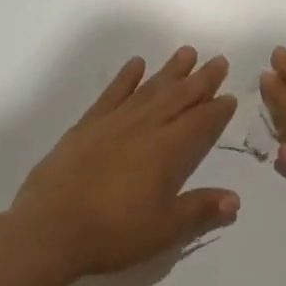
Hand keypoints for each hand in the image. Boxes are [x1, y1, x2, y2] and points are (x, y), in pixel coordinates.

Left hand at [8, 47, 239, 281]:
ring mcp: (113, 123)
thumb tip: (235, 199)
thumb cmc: (112, 232)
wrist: (49, 229)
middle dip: (201, 79)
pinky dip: (125, 77)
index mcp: (166, 151)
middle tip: (218, 60)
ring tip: (187, 52)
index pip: (199, 123)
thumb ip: (199, 210)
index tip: (230, 96)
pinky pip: (111, 94)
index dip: (217, 110)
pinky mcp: (87, 125)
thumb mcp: (163, 229)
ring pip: (149, 89)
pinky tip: (136, 64)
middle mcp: (143, 128)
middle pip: (178, 97)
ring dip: (170, 71)